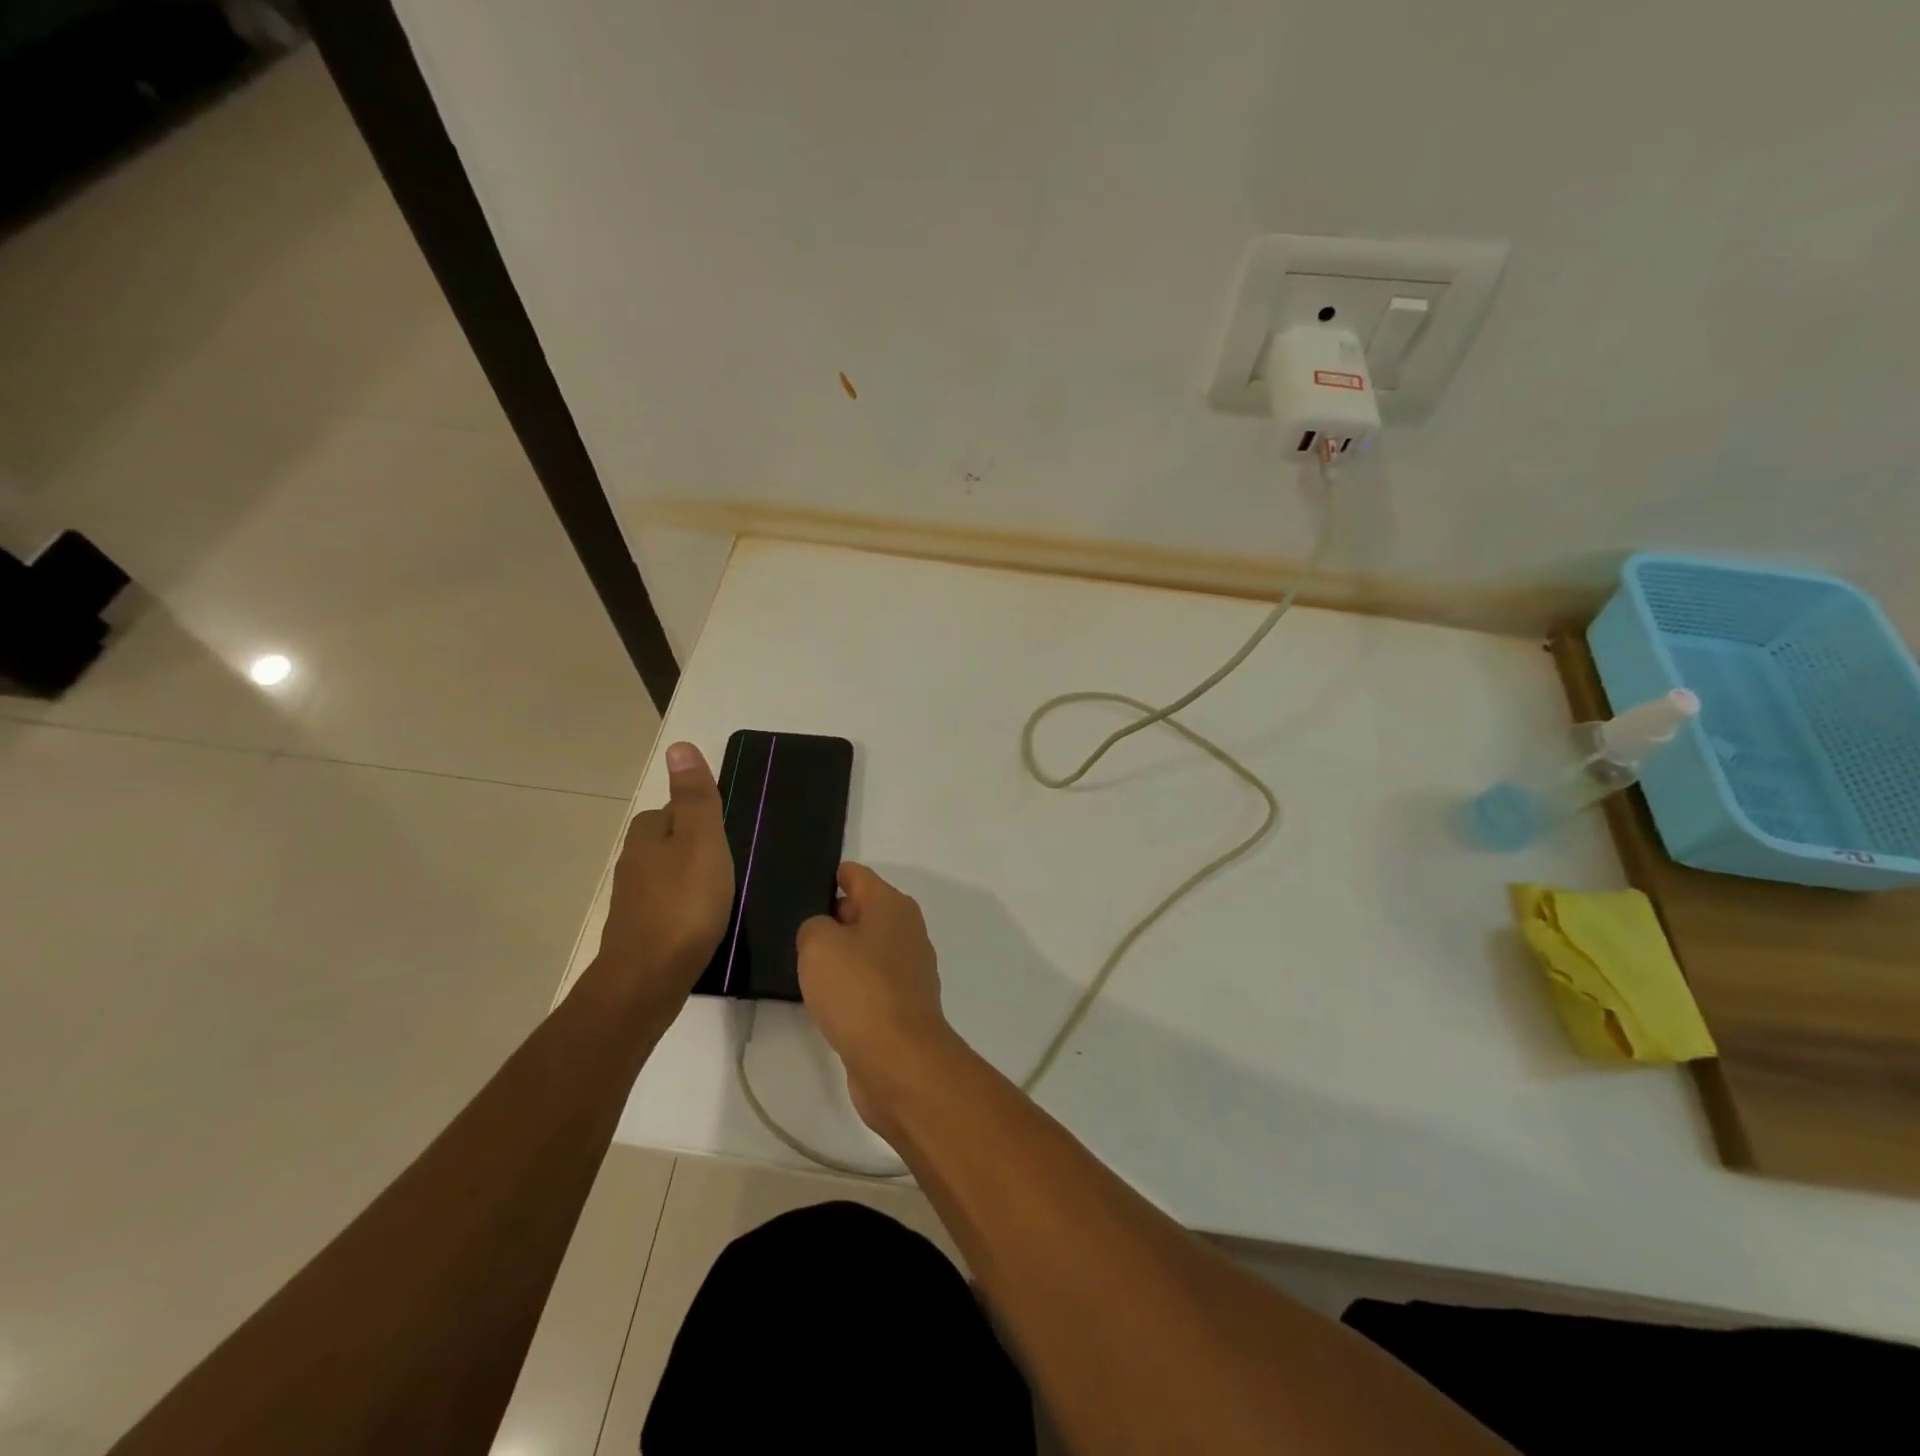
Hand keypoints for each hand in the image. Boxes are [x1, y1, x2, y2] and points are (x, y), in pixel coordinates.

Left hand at [595, 742, 734, 1012]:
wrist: (648, 979)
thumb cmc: (684, 904)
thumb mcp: (701, 841)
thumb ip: (695, 797)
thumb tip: (679, 746)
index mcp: (648, 832)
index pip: (680, 809)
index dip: (708, 818)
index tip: (734, 837)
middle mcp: (633, 859)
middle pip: (674, 841)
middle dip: (700, 848)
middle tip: (735, 867)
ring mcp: (633, 897)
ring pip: (671, 874)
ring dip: (694, 879)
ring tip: (725, 895)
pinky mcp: (640, 929)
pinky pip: (669, 904)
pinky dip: (686, 907)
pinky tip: (704, 922)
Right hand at [796, 863, 953, 1131]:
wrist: (897, 1059)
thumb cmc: (858, 989)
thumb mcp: (818, 944)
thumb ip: (813, 926)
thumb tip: (823, 933)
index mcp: (892, 905)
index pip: (855, 875)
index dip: (828, 877)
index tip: (798, 887)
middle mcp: (907, 930)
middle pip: (863, 910)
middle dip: (831, 917)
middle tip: (792, 929)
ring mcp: (910, 969)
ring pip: (866, 948)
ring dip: (840, 955)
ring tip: (802, 965)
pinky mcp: (904, 1004)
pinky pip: (870, 982)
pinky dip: (851, 986)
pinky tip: (826, 1000)